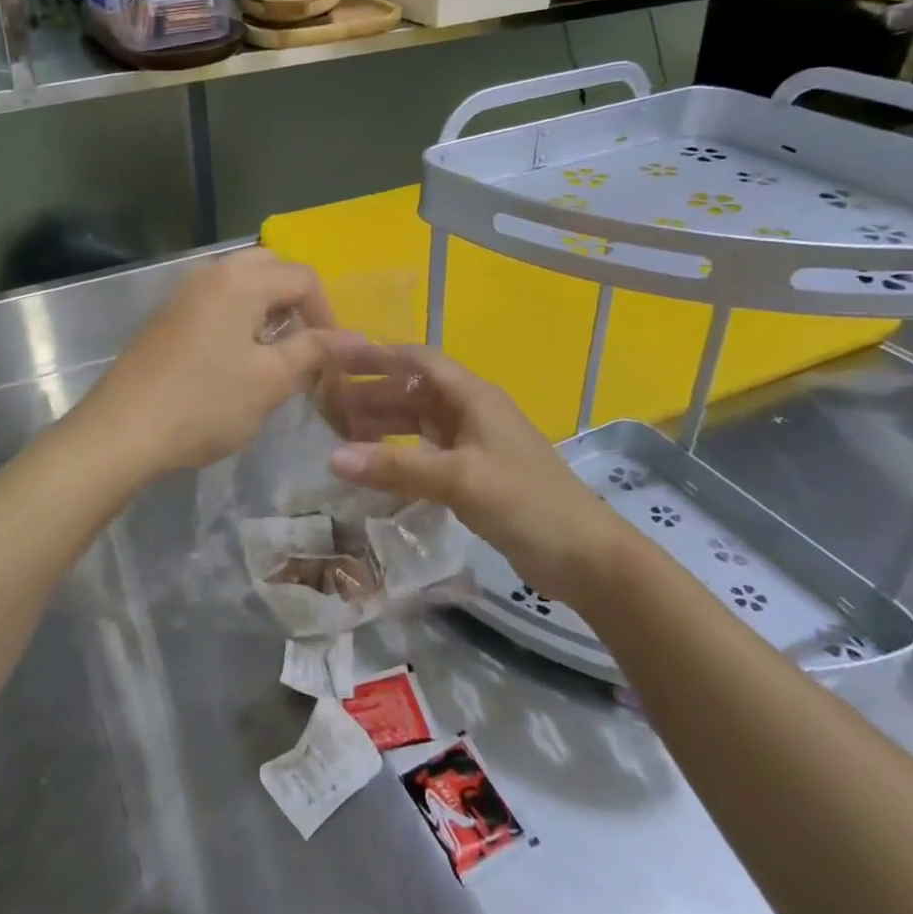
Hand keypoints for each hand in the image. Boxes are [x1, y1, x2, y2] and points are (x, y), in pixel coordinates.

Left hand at [80, 249, 353, 477]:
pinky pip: (216, 301)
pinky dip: (238, 317)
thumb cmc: (205, 404)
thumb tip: (355, 339)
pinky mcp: (167, 317)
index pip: (303, 277)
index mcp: (241, 281)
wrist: (122, 431)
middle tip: (303, 344)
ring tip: (273, 355)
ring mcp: (184, 293)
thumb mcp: (270, 380)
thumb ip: (314, 351)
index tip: (332, 357)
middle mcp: (211, 273)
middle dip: (296, 301)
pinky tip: (235, 360)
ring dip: (266, 309)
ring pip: (240, 283)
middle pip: (270, 268)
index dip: (328, 314)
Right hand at [324, 345, 623, 592]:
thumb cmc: (525, 503)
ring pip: (420, 421)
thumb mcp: (458, 479)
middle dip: (373, 392)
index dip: (379, 356)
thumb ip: (396, 467)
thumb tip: (332, 458)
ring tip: (341, 433)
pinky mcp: (476, 473)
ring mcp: (475, 443)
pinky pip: (428, 451)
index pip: (419, 360)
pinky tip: (375, 466)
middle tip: (327, 404)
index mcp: (473, 396)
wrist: (585, 556)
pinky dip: (400, 453)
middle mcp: (472, 411)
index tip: (337, 360)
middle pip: (415, 390)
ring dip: (384, 423)